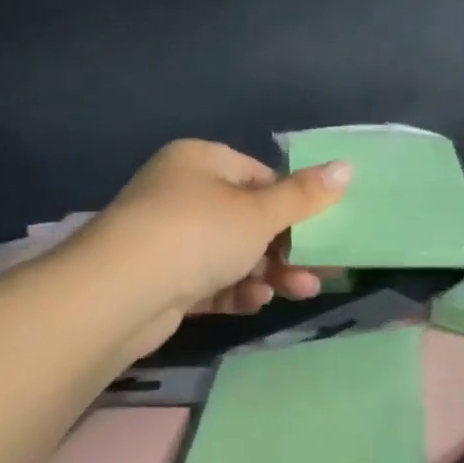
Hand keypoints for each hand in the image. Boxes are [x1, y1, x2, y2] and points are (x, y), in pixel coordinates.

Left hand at [82, 139, 350, 354]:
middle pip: (247, 217)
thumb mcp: (259, 212)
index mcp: (200, 160)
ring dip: (267, 272)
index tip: (322, 230)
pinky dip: (234, 288)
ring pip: (231, 252)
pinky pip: (208, 278)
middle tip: (319, 271)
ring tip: (300, 292)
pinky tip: (254, 302)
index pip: (259, 176)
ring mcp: (167, 236)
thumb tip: (347, 166)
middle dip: (286, 247)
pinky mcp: (160, 278)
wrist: (116, 296)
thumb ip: (304, 195)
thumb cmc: (196, 235)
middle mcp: (181, 192)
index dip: (293, 203)